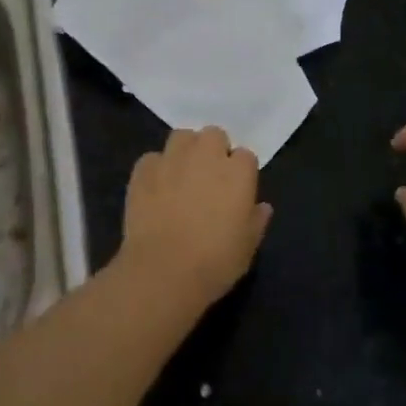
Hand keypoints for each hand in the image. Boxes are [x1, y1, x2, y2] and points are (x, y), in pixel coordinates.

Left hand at [117, 127, 271, 306]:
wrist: (163, 270)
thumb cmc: (215, 261)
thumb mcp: (248, 247)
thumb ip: (257, 220)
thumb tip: (262, 207)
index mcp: (238, 171)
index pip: (246, 156)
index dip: (240, 172)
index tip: (235, 191)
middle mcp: (206, 155)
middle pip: (214, 135)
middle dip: (213, 151)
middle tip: (209, 179)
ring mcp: (173, 158)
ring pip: (182, 137)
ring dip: (185, 150)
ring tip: (181, 175)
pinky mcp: (144, 169)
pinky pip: (152, 158)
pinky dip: (156, 169)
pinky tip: (155, 190)